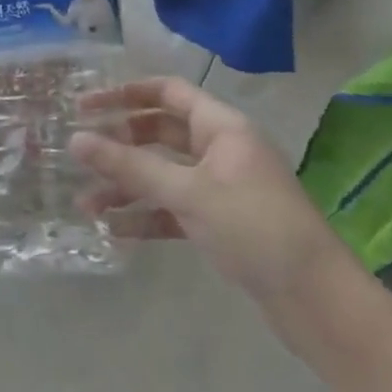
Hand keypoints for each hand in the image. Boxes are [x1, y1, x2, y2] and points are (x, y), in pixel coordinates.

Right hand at [69, 77, 347, 303]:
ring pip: (162, 174)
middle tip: (80, 155)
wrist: (316, 299)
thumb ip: (129, 166)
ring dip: (126, 186)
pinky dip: (145, 215)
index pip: (167, 92)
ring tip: (86, 206)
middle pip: (159, 133)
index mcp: (222, 127)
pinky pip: (172, 209)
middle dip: (119, 145)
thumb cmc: (254, 227)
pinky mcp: (220, 222)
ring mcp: (220, 187)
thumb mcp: (187, 192)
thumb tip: (75, 140)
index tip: (84, 106)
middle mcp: (220, 150)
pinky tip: (114, 230)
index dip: (124, 94)